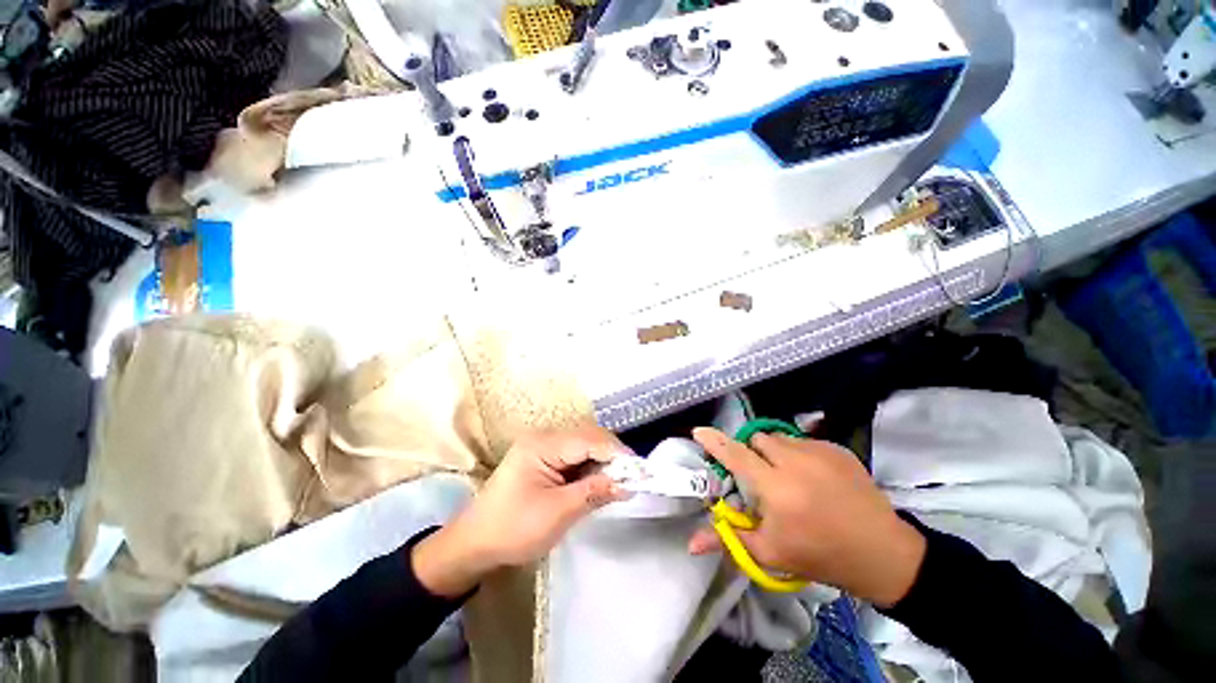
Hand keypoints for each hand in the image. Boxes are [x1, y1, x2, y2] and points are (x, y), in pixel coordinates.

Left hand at [413, 424, 630, 596]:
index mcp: (543, 445)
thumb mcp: (557, 513)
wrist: (475, 544)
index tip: (641, 472)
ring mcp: (544, 447)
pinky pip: (576, 456)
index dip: (617, 453)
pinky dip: (591, 468)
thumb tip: (628, 483)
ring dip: (604, 462)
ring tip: (620, 481)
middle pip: (589, 437)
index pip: (589, 439)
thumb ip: (594, 492)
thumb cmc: (513, 529)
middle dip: (613, 456)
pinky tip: (600, 482)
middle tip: (632, 478)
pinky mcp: (545, 459)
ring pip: (585, 446)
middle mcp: (544, 437)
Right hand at [688, 427, 925, 606]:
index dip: (715, 442)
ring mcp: (819, 452)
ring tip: (788, 477)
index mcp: (776, 488)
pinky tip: (813, 478)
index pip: (736, 455)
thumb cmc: (820, 555)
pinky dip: (798, 454)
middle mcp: (795, 462)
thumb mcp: (770, 553)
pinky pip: (804, 440)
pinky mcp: (837, 449)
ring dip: (775, 452)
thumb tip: (690, 543)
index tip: (699, 432)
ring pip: (780, 438)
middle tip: (760, 477)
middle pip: (757, 439)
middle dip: (752, 453)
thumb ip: (728, 540)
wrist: (881, 552)